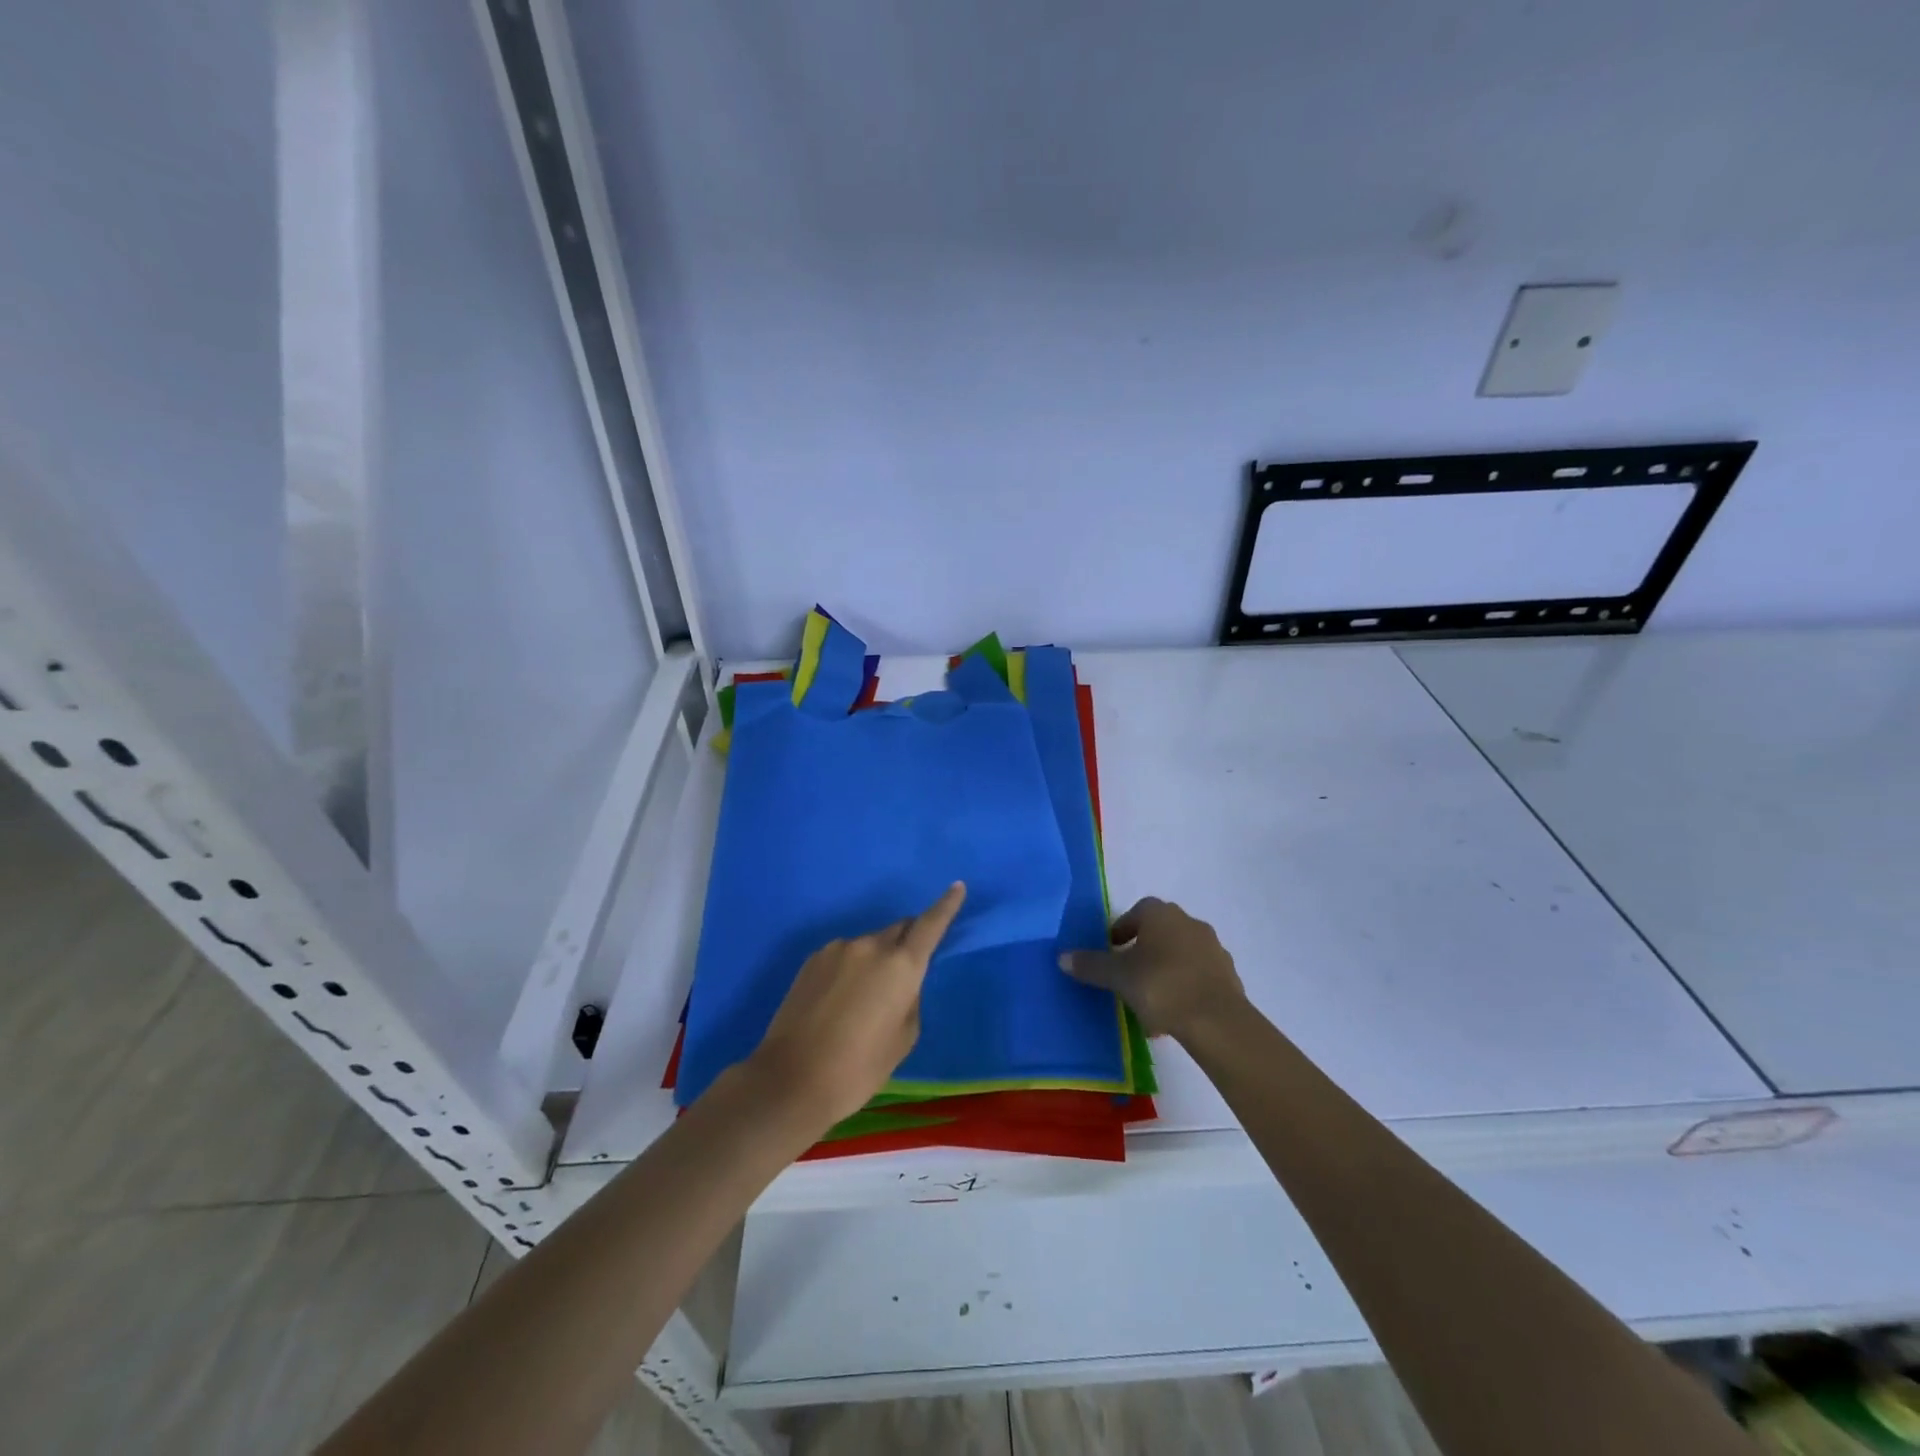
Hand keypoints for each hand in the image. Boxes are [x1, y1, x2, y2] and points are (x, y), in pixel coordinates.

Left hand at [749, 883, 966, 1127]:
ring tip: (864, 1001)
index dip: (946, 905)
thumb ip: (910, 999)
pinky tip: (839, 1002)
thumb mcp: (903, 1039)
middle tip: (906, 972)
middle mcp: (870, 946)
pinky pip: (844, 956)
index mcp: (901, 965)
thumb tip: (900, 984)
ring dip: (876, 960)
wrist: (791, 1079)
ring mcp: (837, 949)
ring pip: (869, 945)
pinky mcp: (812, 960)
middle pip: (899, 930)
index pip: (930, 924)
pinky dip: (851, 969)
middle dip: (908, 942)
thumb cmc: (859, 1068)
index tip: (957, 886)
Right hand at [1060, 896, 1246, 1041]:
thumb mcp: (1118, 977)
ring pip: (1180, 954)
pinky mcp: (1228, 975)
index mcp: (1162, 915)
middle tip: (1128, 974)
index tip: (1112, 950)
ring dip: (1165, 970)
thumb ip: (1091, 965)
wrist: (1217, 1020)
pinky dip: (1184, 987)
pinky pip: (1198, 976)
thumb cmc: (1161, 986)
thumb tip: (1062, 956)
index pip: (1138, 911)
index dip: (1122, 929)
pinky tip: (1173, 1013)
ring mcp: (1213, 948)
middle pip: (1160, 932)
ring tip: (1149, 1000)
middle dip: (1144, 950)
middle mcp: (1189, 923)